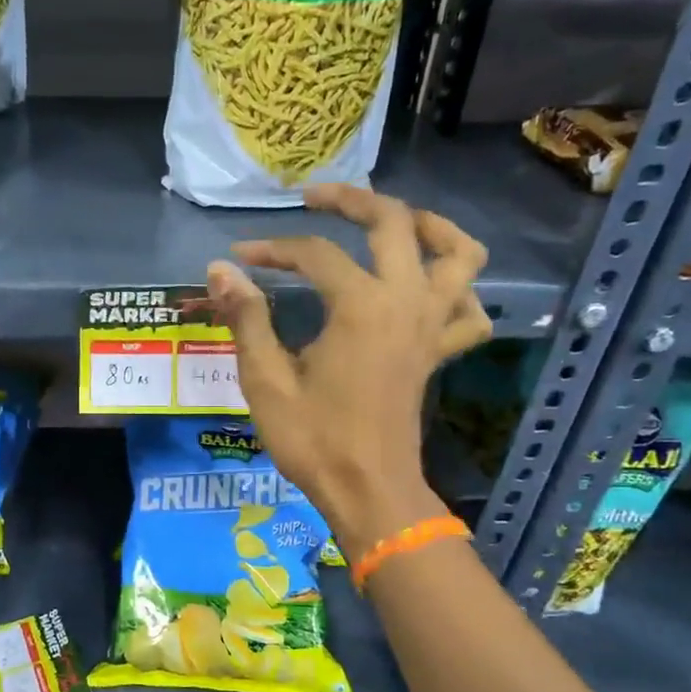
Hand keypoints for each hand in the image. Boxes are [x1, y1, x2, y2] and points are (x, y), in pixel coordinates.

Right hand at [206, 185, 491, 560]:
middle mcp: (406, 302)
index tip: (239, 257)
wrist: (368, 491)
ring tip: (395, 222)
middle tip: (315, 200)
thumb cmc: (314, 440)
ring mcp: (431, 326)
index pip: (315, 254)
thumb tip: (221, 269)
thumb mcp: (266, 380)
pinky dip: (459, 290)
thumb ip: (247, 318)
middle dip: (352, 201)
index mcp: (360, 306)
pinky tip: (429, 289)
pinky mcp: (438, 353)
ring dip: (430, 226)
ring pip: (458, 254)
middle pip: (394, 223)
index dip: (272, 248)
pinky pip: (469, 310)